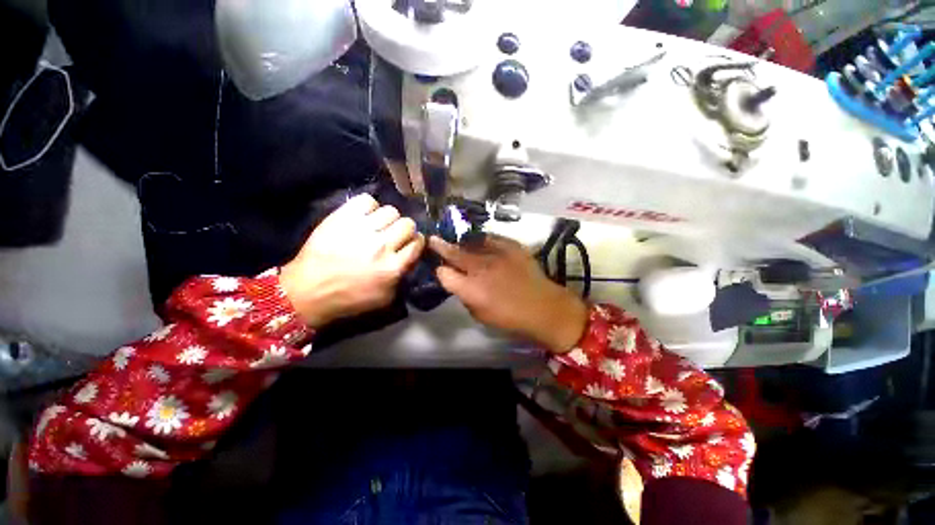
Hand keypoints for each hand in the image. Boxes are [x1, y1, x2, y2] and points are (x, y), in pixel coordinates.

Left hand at [280, 194, 424, 327]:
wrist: (308, 292)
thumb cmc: (349, 298)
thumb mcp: (385, 297)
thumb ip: (402, 276)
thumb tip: (410, 257)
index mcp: (393, 267)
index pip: (417, 243)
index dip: (416, 242)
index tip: (410, 244)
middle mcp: (382, 245)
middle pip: (408, 224)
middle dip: (405, 229)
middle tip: (394, 235)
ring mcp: (362, 229)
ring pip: (391, 211)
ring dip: (388, 219)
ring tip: (378, 225)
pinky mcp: (342, 218)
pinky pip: (367, 201)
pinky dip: (369, 207)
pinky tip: (364, 217)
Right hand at [429, 235, 587, 353]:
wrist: (544, 307)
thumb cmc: (510, 318)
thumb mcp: (480, 315)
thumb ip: (465, 296)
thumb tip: (459, 282)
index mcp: (470, 289)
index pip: (444, 274)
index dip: (440, 271)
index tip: (440, 269)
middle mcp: (480, 267)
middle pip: (454, 252)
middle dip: (441, 246)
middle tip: (433, 239)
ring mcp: (497, 253)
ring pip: (471, 243)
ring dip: (463, 244)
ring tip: (460, 243)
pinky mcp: (512, 246)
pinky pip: (491, 238)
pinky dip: (484, 241)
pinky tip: (483, 244)